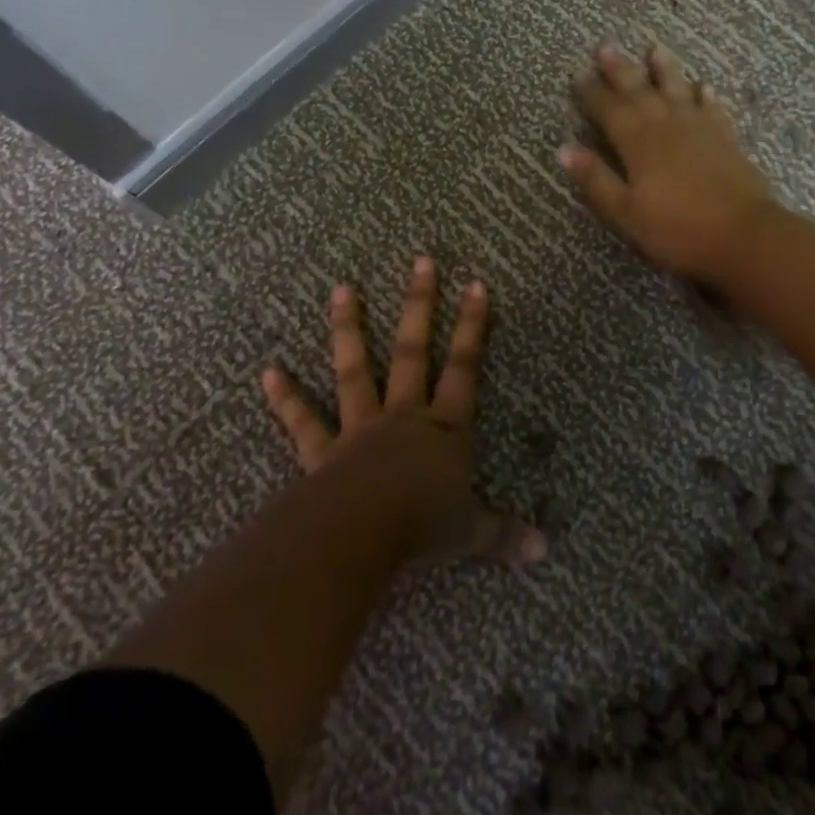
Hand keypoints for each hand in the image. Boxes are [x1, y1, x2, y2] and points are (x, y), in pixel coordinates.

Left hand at [260, 259, 544, 567]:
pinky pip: (303, 422)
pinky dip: (286, 398)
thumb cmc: (423, 526)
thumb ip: (504, 534)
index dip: (473, 326)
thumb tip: (546, 552)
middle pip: (414, 351)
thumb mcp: (471, 532)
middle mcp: (404, 416)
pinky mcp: (323, 451)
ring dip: (349, 329)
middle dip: (420, 305)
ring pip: (357, 369)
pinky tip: (268, 372)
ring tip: (343, 289)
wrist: (361, 536)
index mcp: (444, 428)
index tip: (476, 285)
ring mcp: (361, 428)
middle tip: (421, 261)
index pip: (465, 367)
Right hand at [558, 43, 776, 285]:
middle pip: (640, 91)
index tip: (579, 73)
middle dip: (622, 69)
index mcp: (638, 143)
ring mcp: (700, 129)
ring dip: (665, 69)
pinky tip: (705, 86)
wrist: (744, 235)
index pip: (609, 110)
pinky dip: (706, 95)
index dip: (592, 92)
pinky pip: (713, 108)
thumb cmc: (678, 229)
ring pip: (678, 89)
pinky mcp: (726, 139)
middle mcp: (667, 126)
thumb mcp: (626, 212)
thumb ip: (596, 179)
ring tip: (655, 47)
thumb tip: (563, 149)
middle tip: (607, 46)